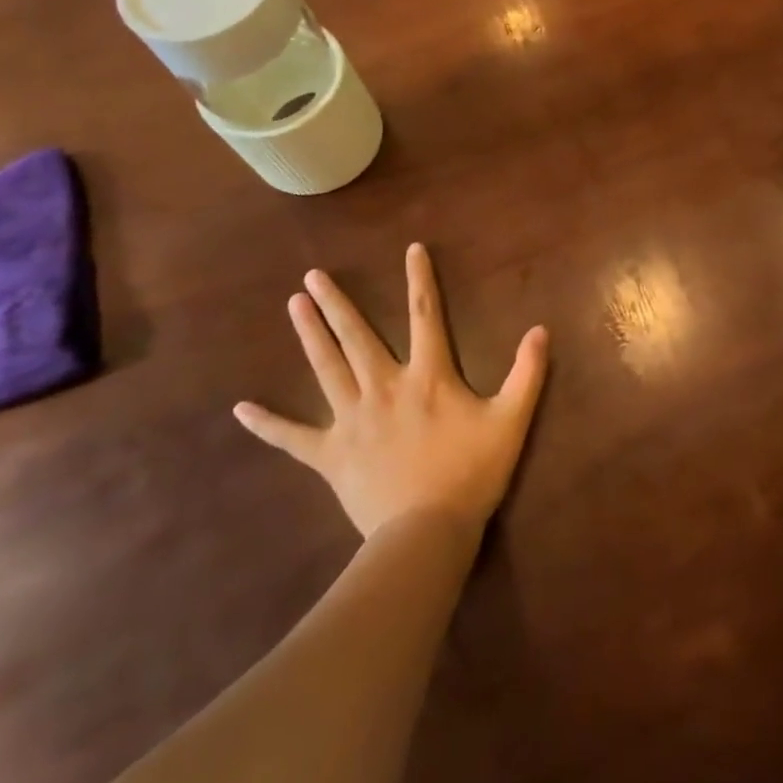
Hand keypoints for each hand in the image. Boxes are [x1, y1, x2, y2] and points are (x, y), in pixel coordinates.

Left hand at [233, 245, 549, 537]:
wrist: (427, 532)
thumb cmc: (472, 473)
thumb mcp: (511, 420)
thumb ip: (527, 373)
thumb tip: (541, 329)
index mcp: (428, 376)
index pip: (425, 315)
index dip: (420, 279)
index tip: (411, 249)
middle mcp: (384, 387)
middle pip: (357, 336)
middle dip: (336, 304)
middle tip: (313, 276)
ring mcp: (352, 420)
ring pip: (326, 369)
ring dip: (309, 335)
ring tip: (293, 305)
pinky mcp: (330, 454)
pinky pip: (293, 437)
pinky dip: (268, 424)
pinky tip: (241, 409)